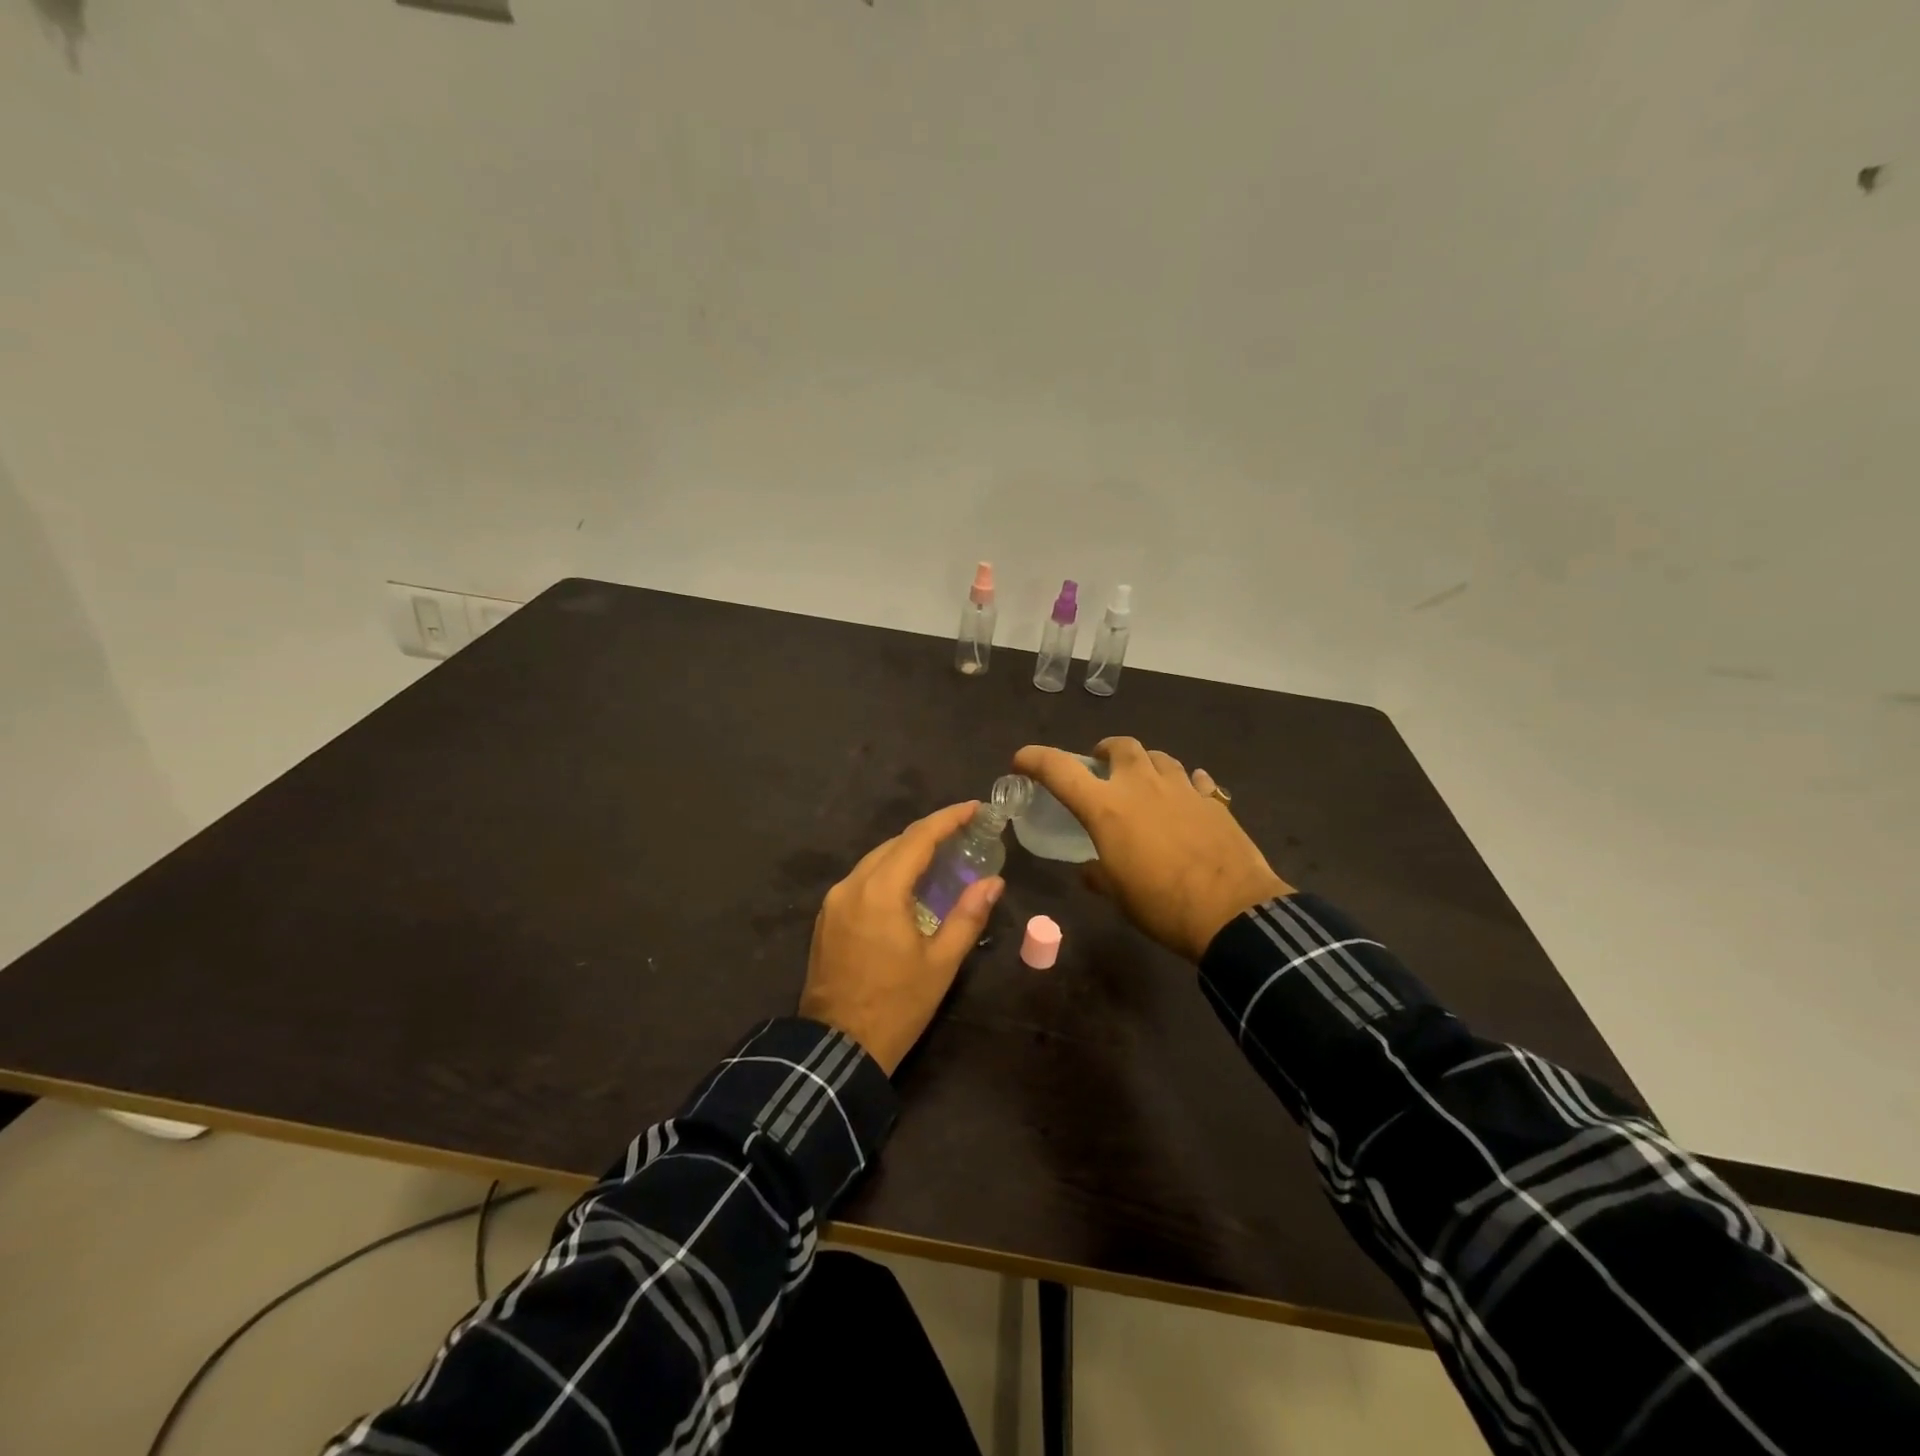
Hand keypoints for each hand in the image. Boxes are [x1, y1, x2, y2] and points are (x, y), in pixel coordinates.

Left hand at [799, 801, 1003, 1075]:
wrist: (836, 1048)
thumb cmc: (897, 1006)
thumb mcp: (941, 963)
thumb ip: (968, 916)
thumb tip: (992, 882)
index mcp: (881, 891)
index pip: (918, 838)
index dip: (948, 819)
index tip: (974, 807)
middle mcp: (852, 885)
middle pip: (894, 845)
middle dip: (929, 834)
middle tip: (964, 833)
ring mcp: (834, 902)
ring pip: (875, 861)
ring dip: (907, 853)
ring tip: (941, 857)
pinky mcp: (826, 918)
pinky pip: (862, 881)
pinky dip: (888, 873)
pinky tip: (908, 886)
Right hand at [1012, 738, 1291, 962]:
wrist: (1232, 912)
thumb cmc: (1162, 905)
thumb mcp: (1118, 894)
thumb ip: (1098, 873)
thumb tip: (1090, 869)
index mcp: (1107, 808)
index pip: (1060, 770)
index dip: (1035, 759)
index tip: (1022, 760)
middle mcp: (1141, 786)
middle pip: (1120, 746)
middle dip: (1106, 751)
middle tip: (1101, 767)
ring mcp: (1181, 788)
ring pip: (1159, 757)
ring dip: (1145, 764)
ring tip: (1143, 783)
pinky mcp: (1213, 801)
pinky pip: (1194, 780)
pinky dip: (1184, 784)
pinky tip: (1186, 799)